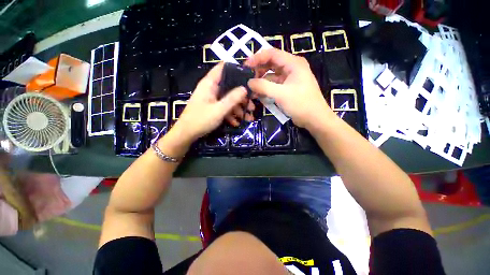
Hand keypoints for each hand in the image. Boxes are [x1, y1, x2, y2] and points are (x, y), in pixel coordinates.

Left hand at [171, 63, 247, 142]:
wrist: (187, 134)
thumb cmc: (201, 120)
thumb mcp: (219, 110)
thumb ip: (232, 98)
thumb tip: (245, 88)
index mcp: (210, 83)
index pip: (223, 68)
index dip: (236, 69)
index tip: (249, 76)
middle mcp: (211, 88)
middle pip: (229, 87)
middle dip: (242, 97)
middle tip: (252, 105)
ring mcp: (212, 98)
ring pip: (228, 99)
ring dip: (238, 108)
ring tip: (248, 118)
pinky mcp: (212, 107)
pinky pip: (224, 107)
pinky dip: (230, 114)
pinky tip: (236, 123)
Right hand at [245, 48, 335, 129]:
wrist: (314, 119)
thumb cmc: (301, 104)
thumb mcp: (281, 94)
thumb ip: (263, 87)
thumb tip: (249, 82)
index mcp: (293, 63)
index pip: (272, 54)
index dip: (257, 58)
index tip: (245, 66)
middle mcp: (291, 68)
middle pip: (271, 64)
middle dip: (258, 71)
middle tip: (247, 79)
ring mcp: (289, 79)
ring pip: (271, 76)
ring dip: (261, 82)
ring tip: (251, 90)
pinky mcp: (287, 89)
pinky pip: (274, 85)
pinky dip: (266, 89)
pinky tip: (258, 95)